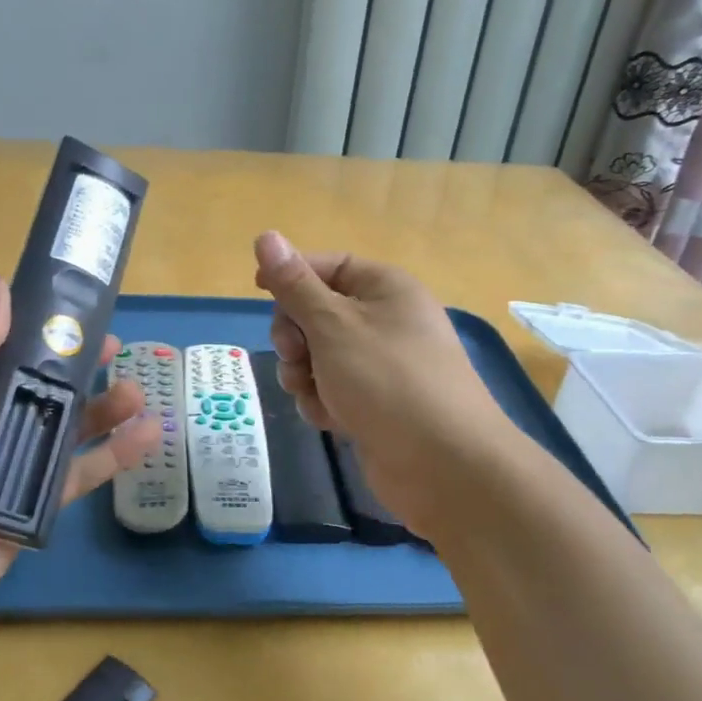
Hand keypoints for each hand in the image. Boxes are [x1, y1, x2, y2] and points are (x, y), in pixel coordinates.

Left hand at [0, 278, 156, 671]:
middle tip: (120, 350)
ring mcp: (2, 476)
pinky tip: (147, 437)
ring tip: (139, 393)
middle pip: (39, 394)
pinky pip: (72, 481)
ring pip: (63, 436)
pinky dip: (111, 460)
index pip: (2, 356)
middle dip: (80, 371)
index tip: (78, 316)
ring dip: (103, 412)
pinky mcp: (26, 516)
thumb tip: (0, 287)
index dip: (40, 335)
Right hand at [253, 231, 508, 540]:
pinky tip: (330, 419)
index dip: (292, 274)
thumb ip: (295, 285)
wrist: (442, 464)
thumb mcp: (333, 325)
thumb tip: (266, 235)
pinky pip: (333, 389)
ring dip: (304, 373)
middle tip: (296, 355)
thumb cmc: (386, 380)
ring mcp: (382, 365)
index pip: (328, 265)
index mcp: (385, 288)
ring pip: (319, 356)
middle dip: (296, 335)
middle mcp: (386, 320)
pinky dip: (323, 401)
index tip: (259, 291)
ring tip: (313, 393)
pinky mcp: (376, 403)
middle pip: (318, 312)